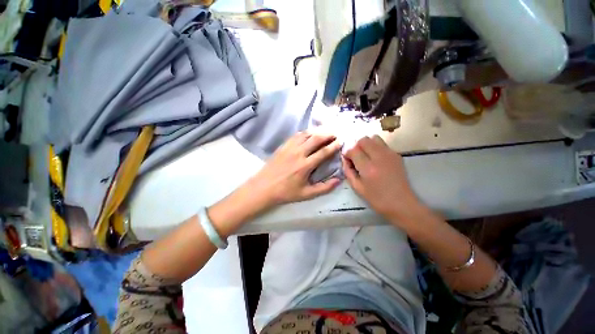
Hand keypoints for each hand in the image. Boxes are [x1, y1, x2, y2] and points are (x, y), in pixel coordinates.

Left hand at [245, 132, 341, 207]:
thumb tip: (338, 180)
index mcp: (305, 165)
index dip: (334, 145)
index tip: (341, 141)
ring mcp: (289, 148)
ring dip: (317, 131)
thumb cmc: (285, 192)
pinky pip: (296, 135)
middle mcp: (298, 153)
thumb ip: (324, 188)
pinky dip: (305, 133)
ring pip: (306, 134)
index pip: (323, 152)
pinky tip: (309, 134)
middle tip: (335, 133)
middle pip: (316, 138)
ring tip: (325, 132)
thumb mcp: (306, 194)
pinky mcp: (283, 146)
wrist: (263, 187)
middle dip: (328, 134)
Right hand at [342, 135, 421, 221]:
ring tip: (366, 155)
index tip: (347, 159)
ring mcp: (390, 154)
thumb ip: (348, 171)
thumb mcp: (357, 188)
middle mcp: (379, 157)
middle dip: (356, 146)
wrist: (402, 203)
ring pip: (374, 138)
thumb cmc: (377, 199)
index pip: (353, 150)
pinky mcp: (396, 155)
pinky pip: (382, 144)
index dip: (347, 153)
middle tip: (356, 157)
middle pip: (364, 140)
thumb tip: (345, 159)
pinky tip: (376, 159)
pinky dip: (375, 147)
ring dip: (366, 144)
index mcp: (368, 168)